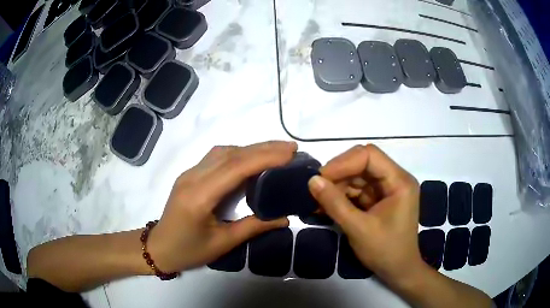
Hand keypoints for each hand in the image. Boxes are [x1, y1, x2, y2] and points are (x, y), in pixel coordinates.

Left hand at [147, 141, 296, 272]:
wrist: (159, 248)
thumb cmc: (188, 251)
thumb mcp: (222, 243)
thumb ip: (253, 227)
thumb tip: (284, 218)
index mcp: (199, 196)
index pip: (235, 168)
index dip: (264, 157)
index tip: (289, 153)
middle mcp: (193, 178)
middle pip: (230, 154)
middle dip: (263, 148)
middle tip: (291, 148)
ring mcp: (189, 173)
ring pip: (223, 152)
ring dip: (251, 148)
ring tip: (276, 151)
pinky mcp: (190, 175)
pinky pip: (216, 157)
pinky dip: (238, 153)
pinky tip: (251, 158)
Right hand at [308, 144, 421, 285]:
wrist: (398, 270)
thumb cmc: (385, 251)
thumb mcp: (358, 229)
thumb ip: (335, 204)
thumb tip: (311, 180)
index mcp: (399, 181)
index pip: (370, 155)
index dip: (343, 162)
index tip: (321, 178)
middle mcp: (395, 179)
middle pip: (363, 163)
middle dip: (339, 174)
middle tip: (317, 189)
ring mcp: (387, 189)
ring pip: (358, 176)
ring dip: (337, 186)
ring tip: (318, 201)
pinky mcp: (379, 199)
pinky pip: (358, 190)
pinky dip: (342, 196)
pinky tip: (326, 206)